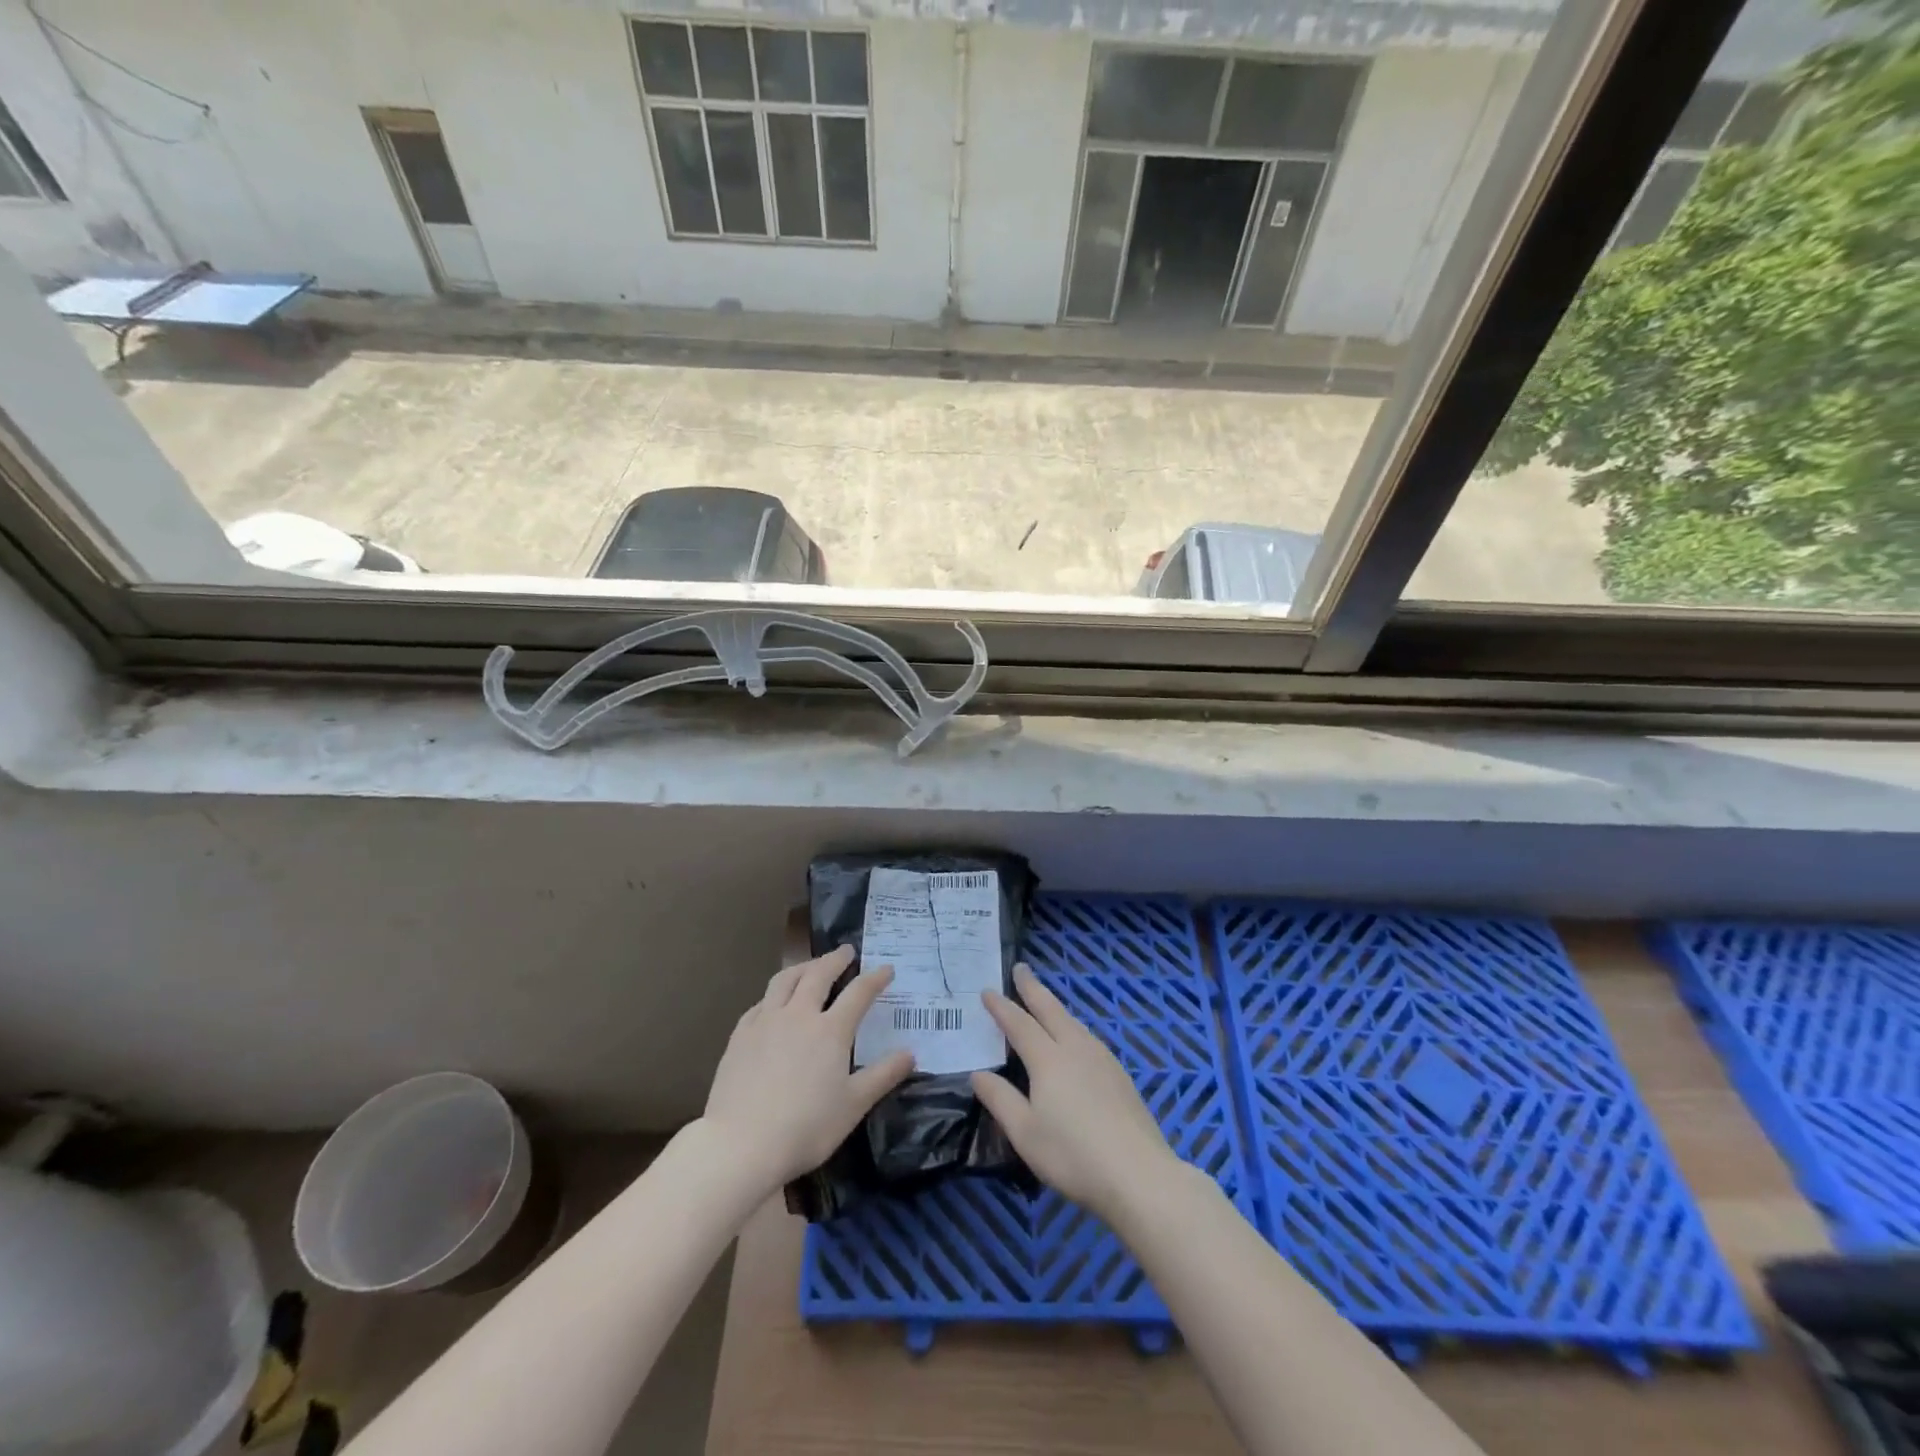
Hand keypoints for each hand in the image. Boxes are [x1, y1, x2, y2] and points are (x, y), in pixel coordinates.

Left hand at [701, 946, 914, 1192]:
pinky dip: (774, 995)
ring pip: (785, 980)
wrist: (741, 1144)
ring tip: (811, 965)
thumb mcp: (854, 1105)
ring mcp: (765, 1022)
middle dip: (835, 959)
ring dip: (803, 967)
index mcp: (831, 1030)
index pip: (859, 993)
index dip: (875, 978)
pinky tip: (773, 1002)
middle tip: (846, 951)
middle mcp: (799, 1015)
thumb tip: (910, 1053)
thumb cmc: (806, 1127)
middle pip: (819, 974)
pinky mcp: (740, 1036)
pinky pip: (760, 1003)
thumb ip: (884, 1075)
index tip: (886, 968)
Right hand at [971, 964, 1180, 1221]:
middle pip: (1050, 1010)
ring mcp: (1102, 1059)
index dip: (1001, 1007)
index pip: (1019, 1024)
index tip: (987, 990)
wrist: (1139, 1175)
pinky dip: (1072, 1026)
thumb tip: (977, 1073)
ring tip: (1044, 1001)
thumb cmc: (1073, 1155)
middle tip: (1020, 968)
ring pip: (1073, 1022)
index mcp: (1048, 1059)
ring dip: (1054, 1006)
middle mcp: (1075, 1049)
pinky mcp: (1119, 1075)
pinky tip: (1075, 1039)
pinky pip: (1087, 1037)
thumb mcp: (1025, 1133)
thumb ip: (1000, 1100)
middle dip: (1033, 988)